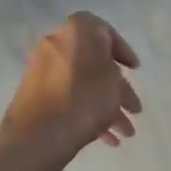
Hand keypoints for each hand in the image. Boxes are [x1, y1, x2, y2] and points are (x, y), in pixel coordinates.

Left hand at [0, 12, 142, 167]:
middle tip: (134, 109)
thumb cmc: (84, 99)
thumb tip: (108, 70)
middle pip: (95, 64)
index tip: (134, 70)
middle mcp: (56, 45)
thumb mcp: (114, 80)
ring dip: (107, 107)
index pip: (105, 31)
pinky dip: (87, 113)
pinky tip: (106, 139)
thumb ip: (115, 68)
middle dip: (118, 89)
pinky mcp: (36, 95)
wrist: (38, 134)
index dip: (123, 50)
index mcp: (75, 31)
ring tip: (125, 133)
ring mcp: (43, 71)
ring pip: (84, 85)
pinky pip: (69, 98)